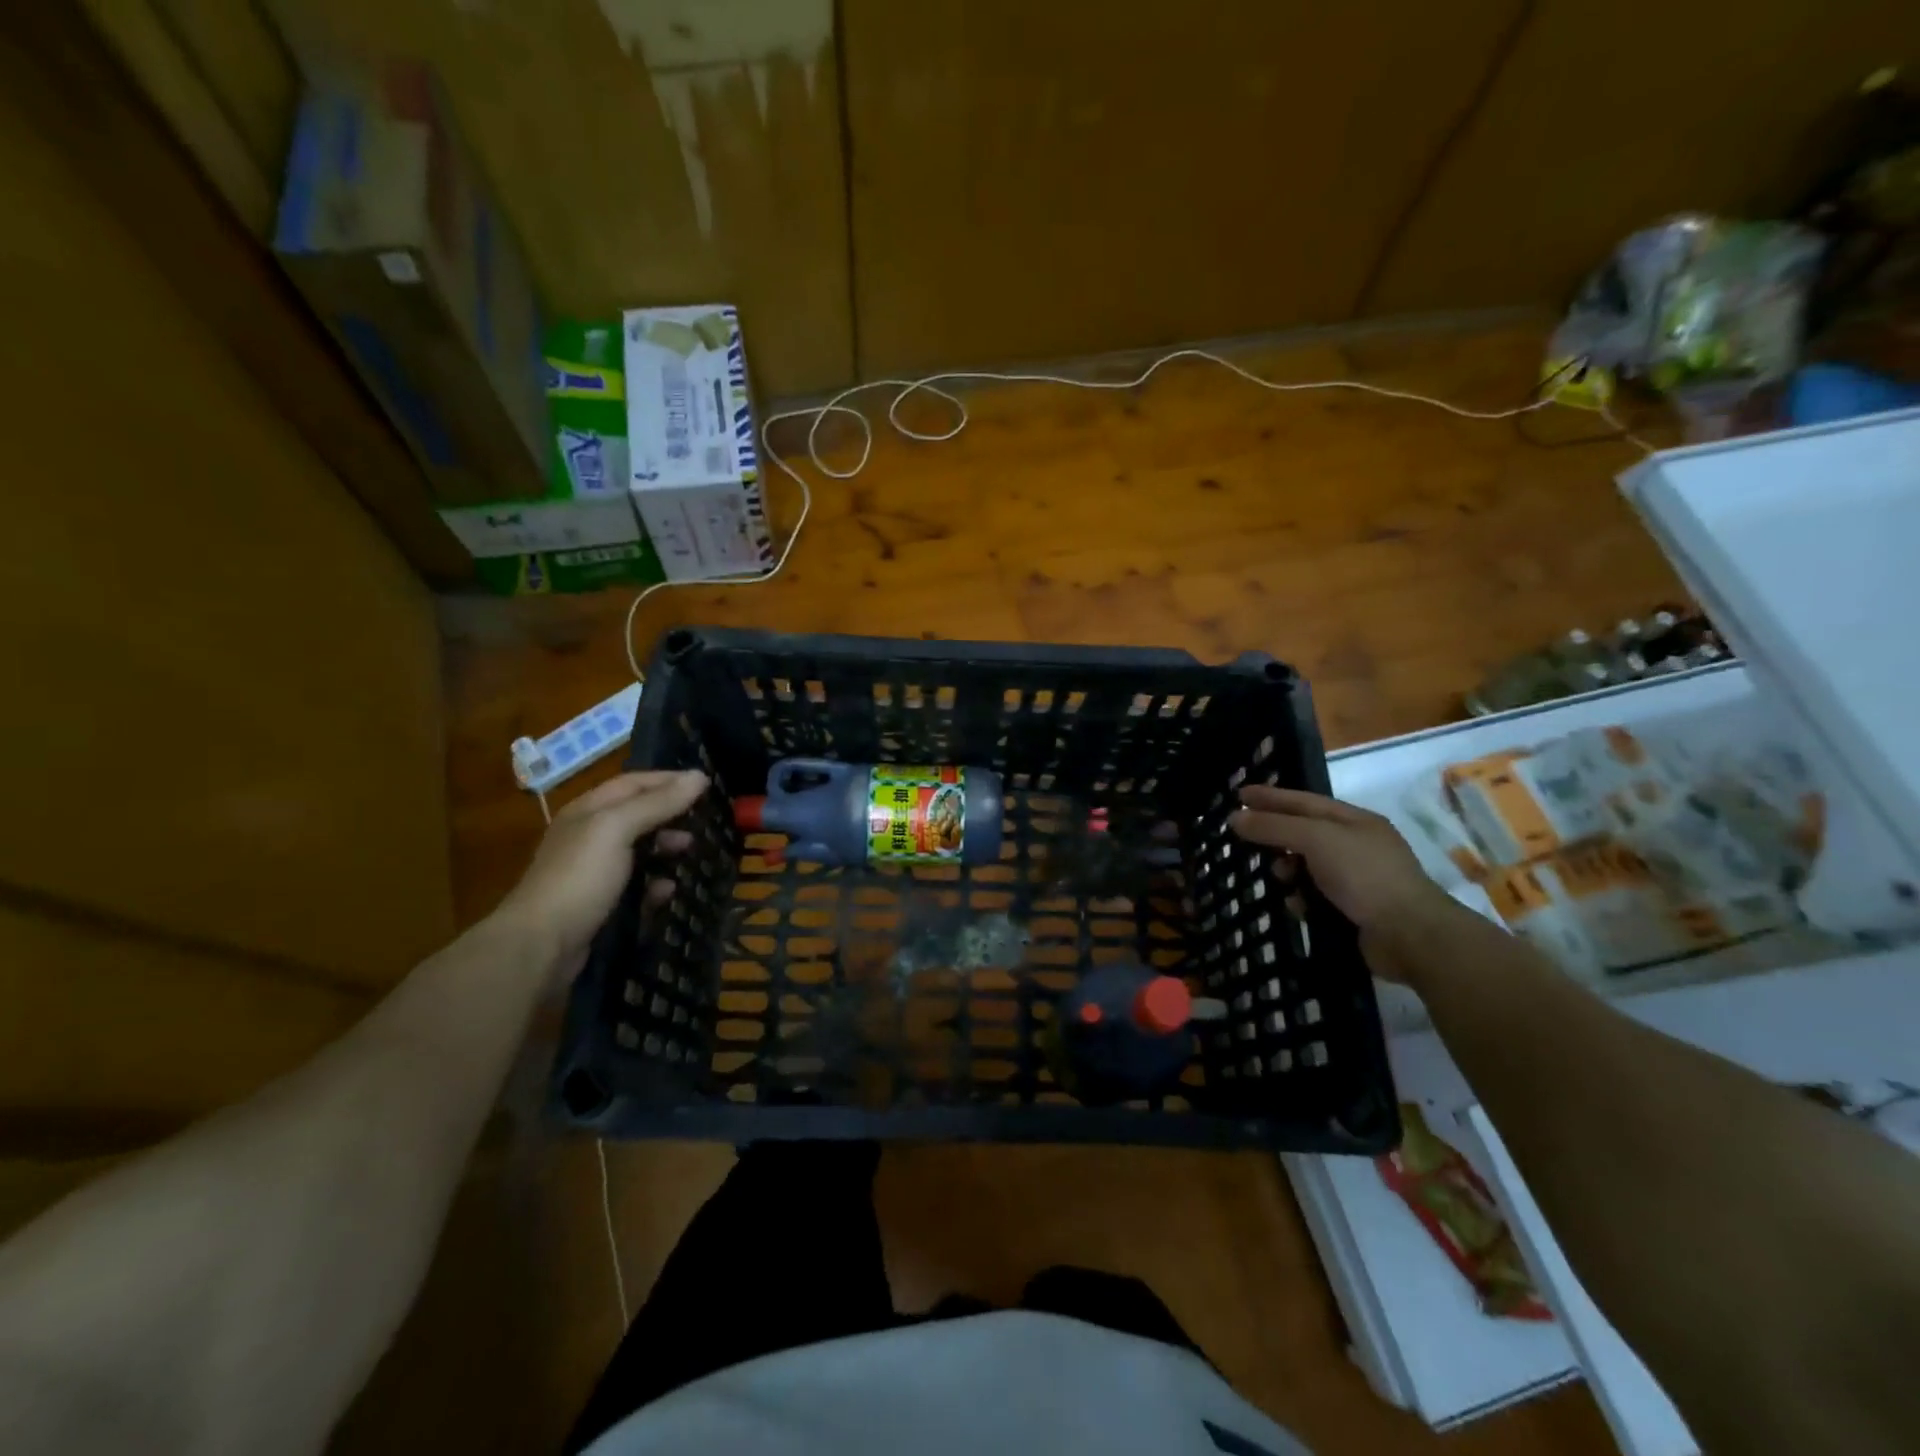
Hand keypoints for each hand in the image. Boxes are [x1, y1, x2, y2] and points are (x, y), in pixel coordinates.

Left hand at [495, 770, 708, 975]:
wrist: (540, 946)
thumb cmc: (580, 877)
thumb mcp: (617, 829)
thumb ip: (658, 803)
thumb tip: (699, 776)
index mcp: (588, 811)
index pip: (633, 783)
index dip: (668, 780)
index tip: (706, 786)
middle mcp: (589, 836)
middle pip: (638, 815)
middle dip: (671, 815)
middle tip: (703, 823)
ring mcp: (594, 871)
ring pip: (640, 850)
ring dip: (667, 848)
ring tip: (691, 853)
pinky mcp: (601, 903)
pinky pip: (636, 885)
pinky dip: (656, 884)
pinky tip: (669, 890)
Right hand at [1228, 786, 1454, 979]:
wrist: (1410, 935)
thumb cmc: (1364, 875)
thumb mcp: (1315, 840)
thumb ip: (1274, 827)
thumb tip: (1235, 817)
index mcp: (1355, 821)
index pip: (1304, 801)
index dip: (1271, 797)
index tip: (1238, 795)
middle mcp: (1357, 845)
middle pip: (1304, 833)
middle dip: (1276, 837)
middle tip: (1245, 840)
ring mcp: (1358, 879)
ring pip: (1307, 867)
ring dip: (1288, 871)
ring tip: (1278, 878)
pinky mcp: (1354, 909)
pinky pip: (1315, 896)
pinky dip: (1301, 898)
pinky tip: (1295, 905)